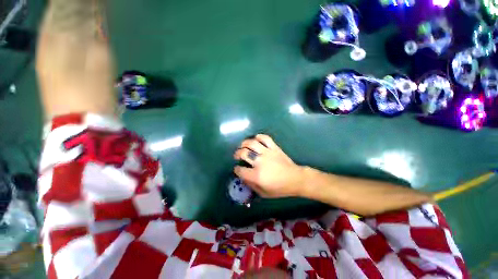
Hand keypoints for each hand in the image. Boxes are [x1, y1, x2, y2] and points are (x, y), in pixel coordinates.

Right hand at [233, 134, 305, 197]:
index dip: (236, 170)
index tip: (237, 169)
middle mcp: (260, 162)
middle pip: (243, 153)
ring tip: (243, 146)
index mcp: (256, 175)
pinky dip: (259, 137)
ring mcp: (267, 153)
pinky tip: (256, 140)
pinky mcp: (274, 148)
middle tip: (237, 156)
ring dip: (244, 143)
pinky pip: (265, 138)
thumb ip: (251, 185)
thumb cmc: (279, 188)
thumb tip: (243, 177)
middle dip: (237, 154)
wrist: (295, 179)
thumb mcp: (263, 193)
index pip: (240, 170)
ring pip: (252, 143)